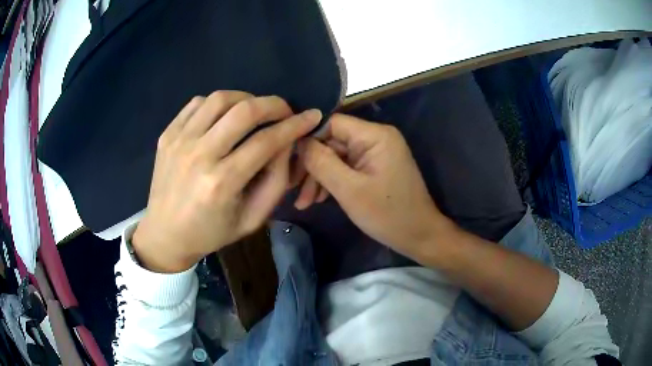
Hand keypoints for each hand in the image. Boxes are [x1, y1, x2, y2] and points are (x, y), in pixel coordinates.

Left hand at [132, 91, 321, 272]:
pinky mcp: (167, 134)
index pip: (266, 141)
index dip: (294, 126)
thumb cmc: (211, 232)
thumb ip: (276, 181)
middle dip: (274, 104)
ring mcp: (179, 141)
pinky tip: (224, 116)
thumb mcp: (252, 219)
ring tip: (254, 111)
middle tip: (284, 111)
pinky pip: (197, 103)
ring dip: (245, 98)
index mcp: (221, 183)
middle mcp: (199, 155)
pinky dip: (217, 103)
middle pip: (244, 111)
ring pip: (220, 99)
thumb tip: (286, 143)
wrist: (165, 234)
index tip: (311, 117)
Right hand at [298, 114, 454, 259]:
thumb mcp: (349, 190)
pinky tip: (318, 199)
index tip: (289, 162)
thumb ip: (321, 162)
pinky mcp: (374, 167)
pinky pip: (347, 167)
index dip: (309, 139)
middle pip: (332, 142)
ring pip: (337, 157)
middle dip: (312, 166)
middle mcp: (376, 137)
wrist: (419, 236)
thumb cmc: (387, 214)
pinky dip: (332, 182)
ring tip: (304, 203)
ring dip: (319, 177)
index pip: (332, 123)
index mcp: (374, 135)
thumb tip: (299, 141)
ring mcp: (376, 153)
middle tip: (293, 190)